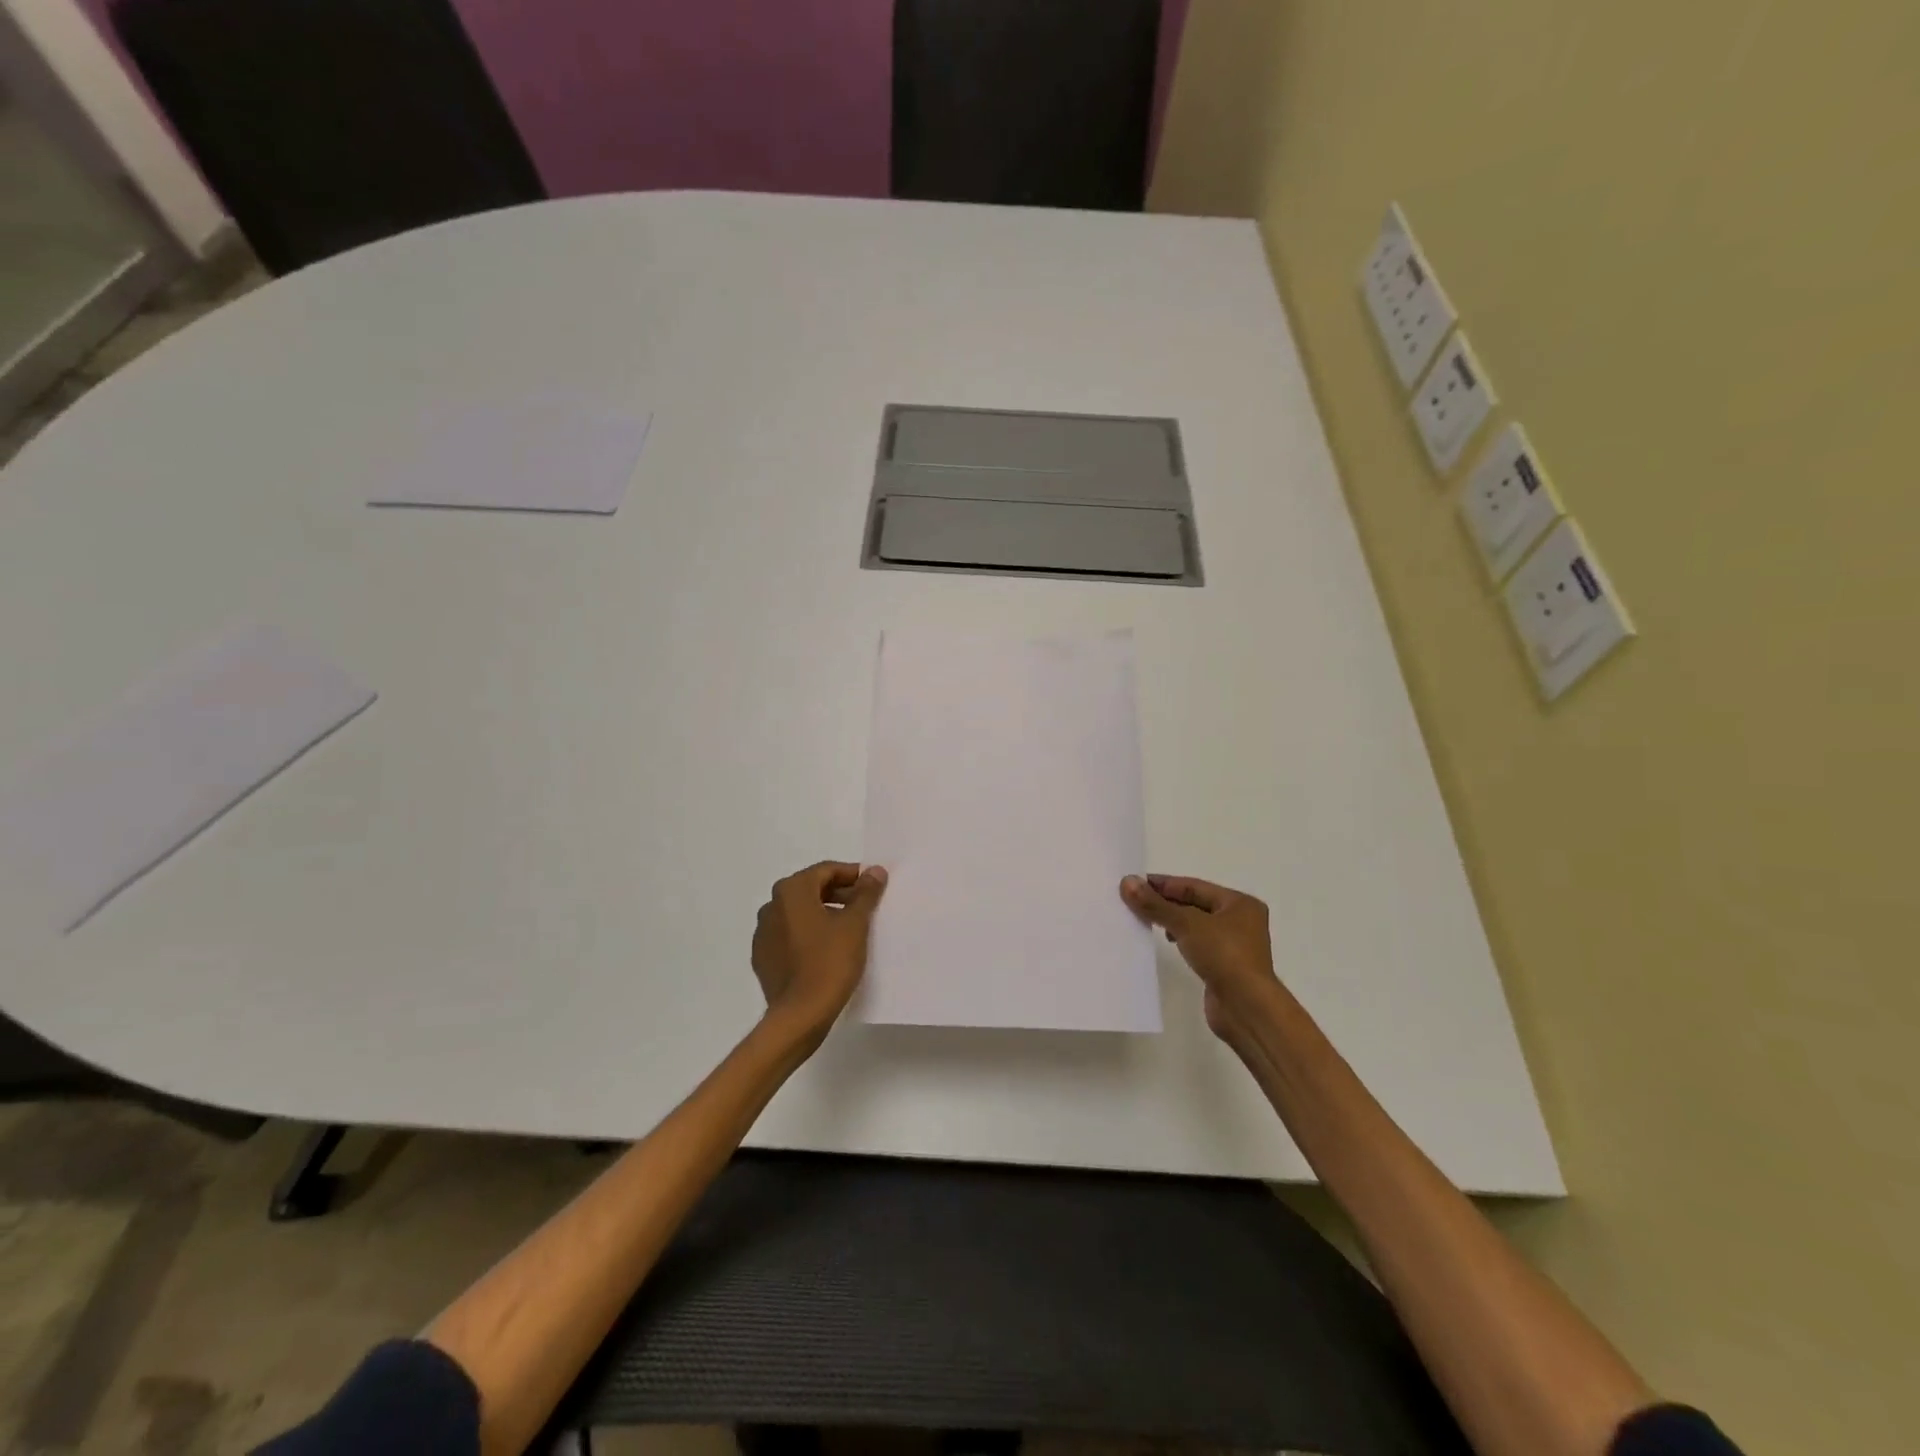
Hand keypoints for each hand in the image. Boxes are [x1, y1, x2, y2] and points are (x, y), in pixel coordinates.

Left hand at [752, 861, 888, 1042]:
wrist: (800, 1015)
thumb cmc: (830, 962)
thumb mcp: (855, 924)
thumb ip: (865, 893)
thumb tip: (874, 871)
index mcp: (791, 891)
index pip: (825, 870)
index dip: (852, 875)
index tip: (872, 886)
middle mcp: (771, 906)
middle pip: (810, 889)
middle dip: (838, 893)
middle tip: (864, 906)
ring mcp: (763, 933)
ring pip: (798, 913)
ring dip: (822, 913)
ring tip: (848, 929)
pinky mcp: (763, 958)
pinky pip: (788, 935)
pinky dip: (807, 934)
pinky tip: (825, 950)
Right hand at [1121, 874, 1279, 1038]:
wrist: (1247, 1008)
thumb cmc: (1224, 956)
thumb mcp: (1187, 924)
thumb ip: (1156, 904)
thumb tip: (1127, 882)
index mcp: (1240, 903)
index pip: (1194, 886)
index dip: (1163, 884)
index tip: (1134, 883)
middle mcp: (1241, 921)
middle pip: (1195, 904)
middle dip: (1165, 902)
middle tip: (1133, 900)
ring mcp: (1234, 946)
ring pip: (1195, 926)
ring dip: (1171, 921)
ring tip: (1144, 919)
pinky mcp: (1225, 967)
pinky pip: (1197, 945)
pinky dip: (1180, 940)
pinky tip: (1164, 941)